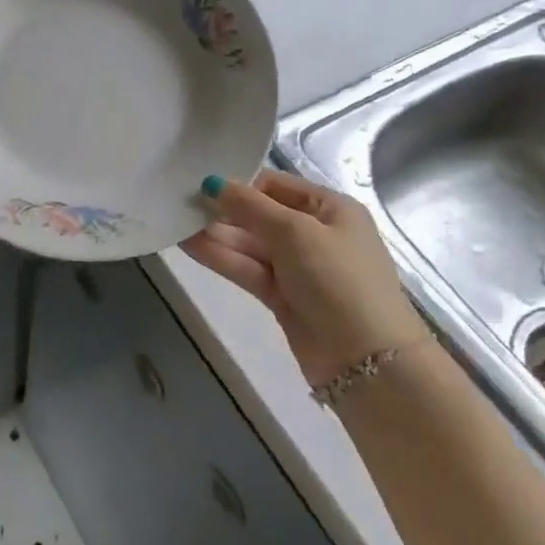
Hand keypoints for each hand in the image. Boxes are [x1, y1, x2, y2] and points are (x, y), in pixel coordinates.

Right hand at [184, 170, 428, 389]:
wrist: (367, 362)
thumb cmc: (338, 280)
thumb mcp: (295, 232)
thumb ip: (250, 206)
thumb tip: (213, 182)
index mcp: (330, 208)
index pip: (276, 186)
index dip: (240, 184)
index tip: (201, 183)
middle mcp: (315, 233)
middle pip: (260, 215)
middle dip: (224, 211)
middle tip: (180, 203)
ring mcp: (298, 268)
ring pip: (250, 244)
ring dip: (216, 234)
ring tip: (176, 222)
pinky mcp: (283, 296)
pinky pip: (248, 269)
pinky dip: (221, 258)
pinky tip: (189, 246)